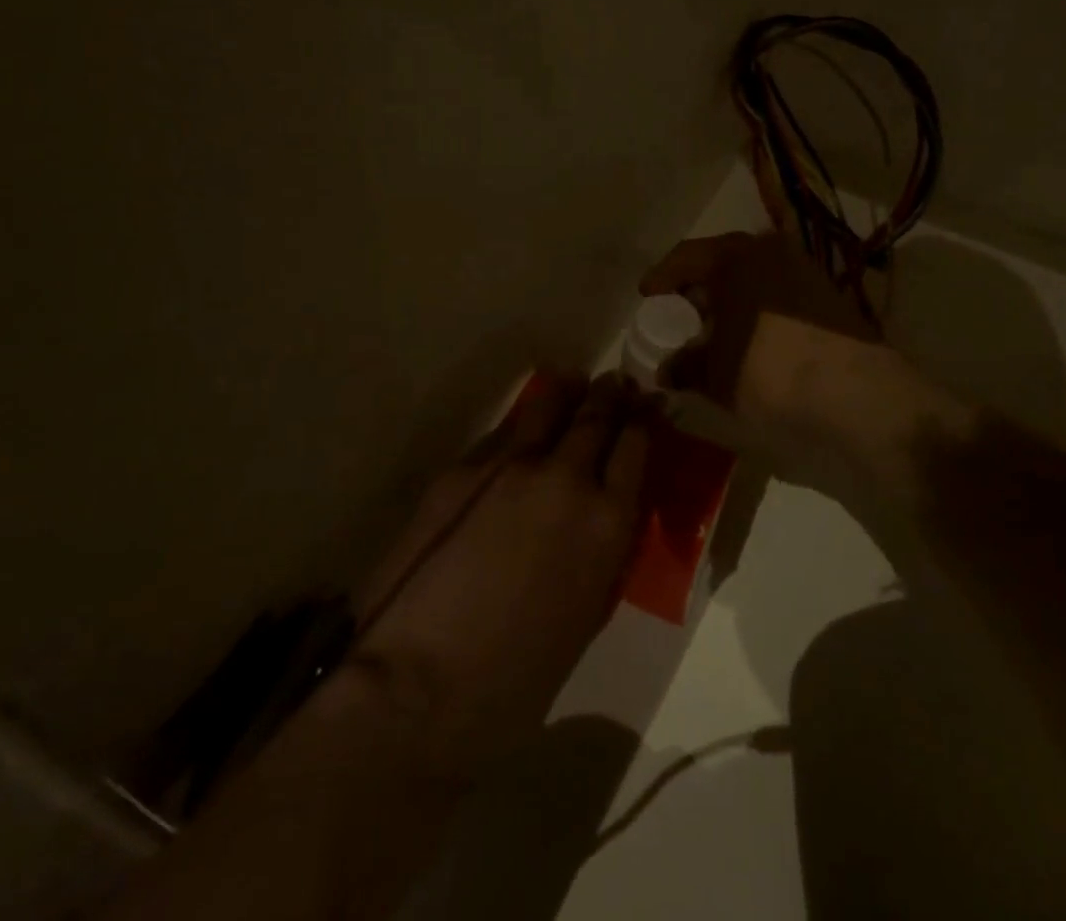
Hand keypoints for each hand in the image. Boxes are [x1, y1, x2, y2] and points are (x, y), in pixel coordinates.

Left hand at [340, 372, 650, 773]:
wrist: (419, 684)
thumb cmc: (516, 676)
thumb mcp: (587, 613)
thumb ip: (604, 550)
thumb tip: (604, 513)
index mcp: (608, 521)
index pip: (635, 446)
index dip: (643, 421)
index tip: (646, 409)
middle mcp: (567, 478)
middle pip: (597, 415)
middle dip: (612, 394)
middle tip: (618, 383)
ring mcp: (512, 465)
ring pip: (550, 404)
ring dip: (569, 391)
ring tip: (575, 381)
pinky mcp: (465, 467)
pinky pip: (505, 430)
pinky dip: (524, 420)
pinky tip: (525, 423)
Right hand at [639, 232, 891, 493]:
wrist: (854, 392)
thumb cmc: (769, 371)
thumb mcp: (716, 373)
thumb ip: (685, 365)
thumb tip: (667, 370)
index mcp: (735, 256)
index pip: (686, 256)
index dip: (662, 277)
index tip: (647, 297)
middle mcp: (769, 250)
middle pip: (721, 262)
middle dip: (697, 289)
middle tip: (680, 315)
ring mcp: (803, 268)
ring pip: (752, 277)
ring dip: (729, 300)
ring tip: (714, 331)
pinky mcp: (827, 293)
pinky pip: (777, 292)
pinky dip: (757, 309)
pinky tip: (751, 338)